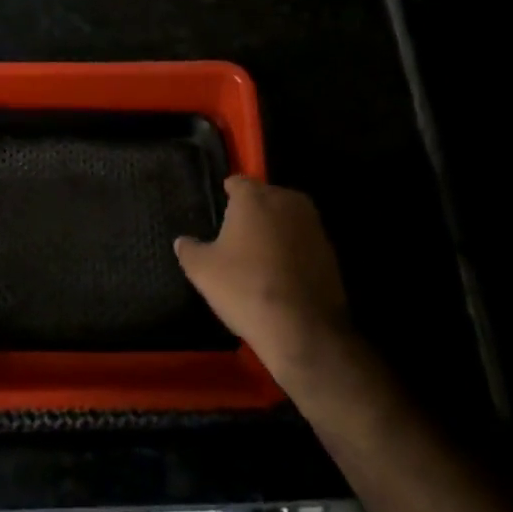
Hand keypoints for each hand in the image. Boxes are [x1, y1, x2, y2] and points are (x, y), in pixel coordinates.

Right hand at [175, 176, 351, 383]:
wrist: (303, 329)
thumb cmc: (245, 288)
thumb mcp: (203, 271)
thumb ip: (189, 250)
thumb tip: (182, 241)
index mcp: (254, 197)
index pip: (237, 182)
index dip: (227, 195)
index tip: (220, 208)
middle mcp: (286, 200)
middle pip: (264, 197)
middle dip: (253, 210)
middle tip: (237, 235)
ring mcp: (313, 224)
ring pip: (286, 218)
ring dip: (275, 230)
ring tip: (259, 255)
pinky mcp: (330, 250)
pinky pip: (303, 241)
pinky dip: (293, 250)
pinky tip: (282, 273)